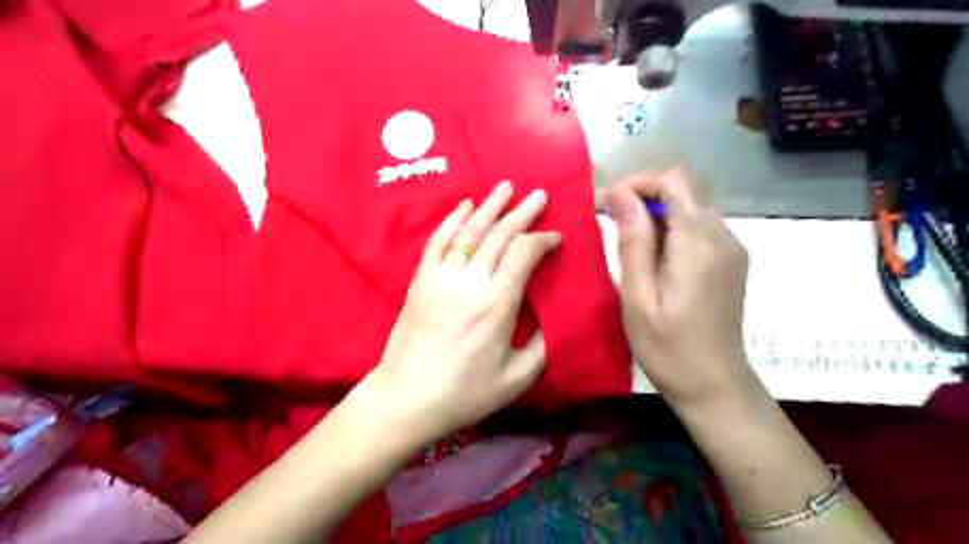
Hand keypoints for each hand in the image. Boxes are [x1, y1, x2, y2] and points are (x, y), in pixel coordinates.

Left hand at [362, 181, 561, 445]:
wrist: (407, 397)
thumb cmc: (465, 393)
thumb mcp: (516, 378)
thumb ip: (542, 346)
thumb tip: (554, 318)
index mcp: (497, 304)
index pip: (523, 254)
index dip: (543, 240)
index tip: (555, 238)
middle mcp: (470, 281)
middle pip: (499, 234)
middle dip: (523, 212)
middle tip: (539, 195)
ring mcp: (441, 277)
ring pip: (469, 230)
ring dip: (490, 206)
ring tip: (506, 187)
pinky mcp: (421, 280)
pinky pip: (438, 241)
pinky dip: (452, 219)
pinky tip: (464, 205)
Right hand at [608, 167, 752, 408]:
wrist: (714, 385)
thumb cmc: (668, 347)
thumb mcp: (638, 296)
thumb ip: (633, 242)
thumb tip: (621, 195)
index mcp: (698, 243)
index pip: (672, 182)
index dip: (636, 183)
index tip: (605, 204)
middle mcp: (723, 236)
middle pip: (683, 190)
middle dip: (642, 195)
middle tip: (609, 220)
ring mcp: (731, 248)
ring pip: (691, 207)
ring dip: (655, 212)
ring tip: (625, 238)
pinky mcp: (731, 261)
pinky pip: (699, 227)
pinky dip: (671, 228)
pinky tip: (652, 256)